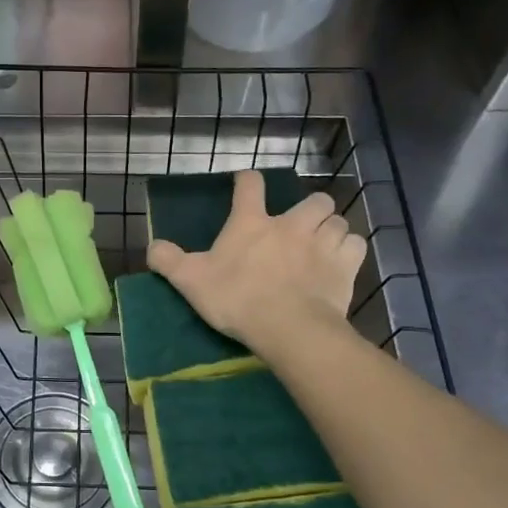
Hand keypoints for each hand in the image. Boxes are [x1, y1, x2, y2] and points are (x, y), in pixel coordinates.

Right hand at [148, 169, 366, 356]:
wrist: (288, 327)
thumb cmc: (237, 299)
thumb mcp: (191, 281)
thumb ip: (168, 260)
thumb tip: (152, 246)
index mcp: (252, 223)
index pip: (251, 185)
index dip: (248, 180)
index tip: (247, 182)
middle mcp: (292, 224)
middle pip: (313, 200)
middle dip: (310, 208)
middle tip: (301, 226)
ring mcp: (323, 242)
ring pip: (338, 221)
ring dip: (331, 230)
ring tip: (323, 246)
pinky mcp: (346, 266)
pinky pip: (356, 246)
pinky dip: (349, 251)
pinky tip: (340, 263)